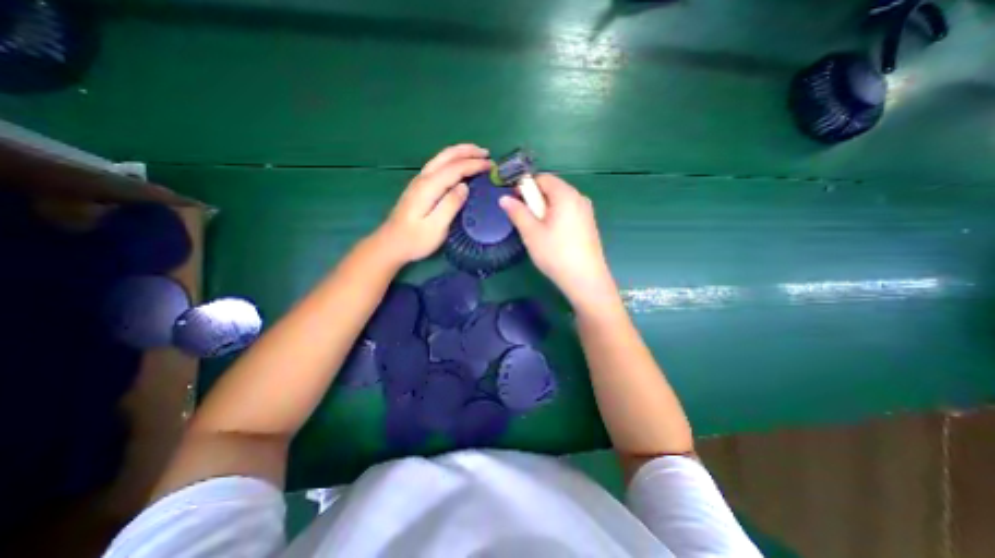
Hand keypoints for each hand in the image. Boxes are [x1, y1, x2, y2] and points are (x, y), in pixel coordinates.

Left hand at [375, 144, 491, 264]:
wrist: (391, 244)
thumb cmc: (415, 240)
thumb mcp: (436, 227)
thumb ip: (450, 205)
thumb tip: (464, 186)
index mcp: (429, 187)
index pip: (455, 168)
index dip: (474, 164)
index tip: (491, 166)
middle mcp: (423, 178)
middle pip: (447, 156)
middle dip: (468, 151)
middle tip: (487, 154)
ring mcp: (419, 181)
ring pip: (441, 158)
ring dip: (460, 153)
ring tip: (477, 154)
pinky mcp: (419, 187)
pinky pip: (439, 165)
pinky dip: (452, 160)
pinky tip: (459, 165)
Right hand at [501, 173, 618, 306]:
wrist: (585, 280)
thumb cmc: (555, 254)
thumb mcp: (531, 233)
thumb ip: (517, 212)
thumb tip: (504, 198)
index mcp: (566, 195)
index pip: (543, 178)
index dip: (525, 186)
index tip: (515, 203)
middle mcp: (579, 198)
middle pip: (552, 189)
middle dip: (535, 201)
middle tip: (526, 221)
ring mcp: (586, 212)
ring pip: (560, 202)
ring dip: (545, 211)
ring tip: (538, 232)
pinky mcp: (589, 225)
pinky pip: (568, 213)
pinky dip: (556, 218)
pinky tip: (553, 238)